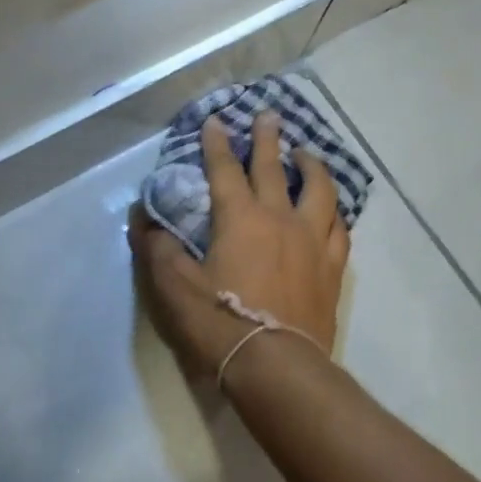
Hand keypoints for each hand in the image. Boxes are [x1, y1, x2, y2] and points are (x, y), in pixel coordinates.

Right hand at [129, 110, 350, 383]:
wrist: (276, 366)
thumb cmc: (220, 322)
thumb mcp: (174, 285)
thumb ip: (156, 247)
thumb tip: (141, 217)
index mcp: (240, 218)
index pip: (225, 169)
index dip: (217, 143)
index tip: (216, 120)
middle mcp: (280, 219)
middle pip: (274, 168)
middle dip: (267, 138)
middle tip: (269, 115)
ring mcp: (312, 243)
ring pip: (319, 191)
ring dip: (311, 167)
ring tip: (306, 154)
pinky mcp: (331, 269)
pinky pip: (339, 230)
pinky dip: (334, 213)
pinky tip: (332, 212)